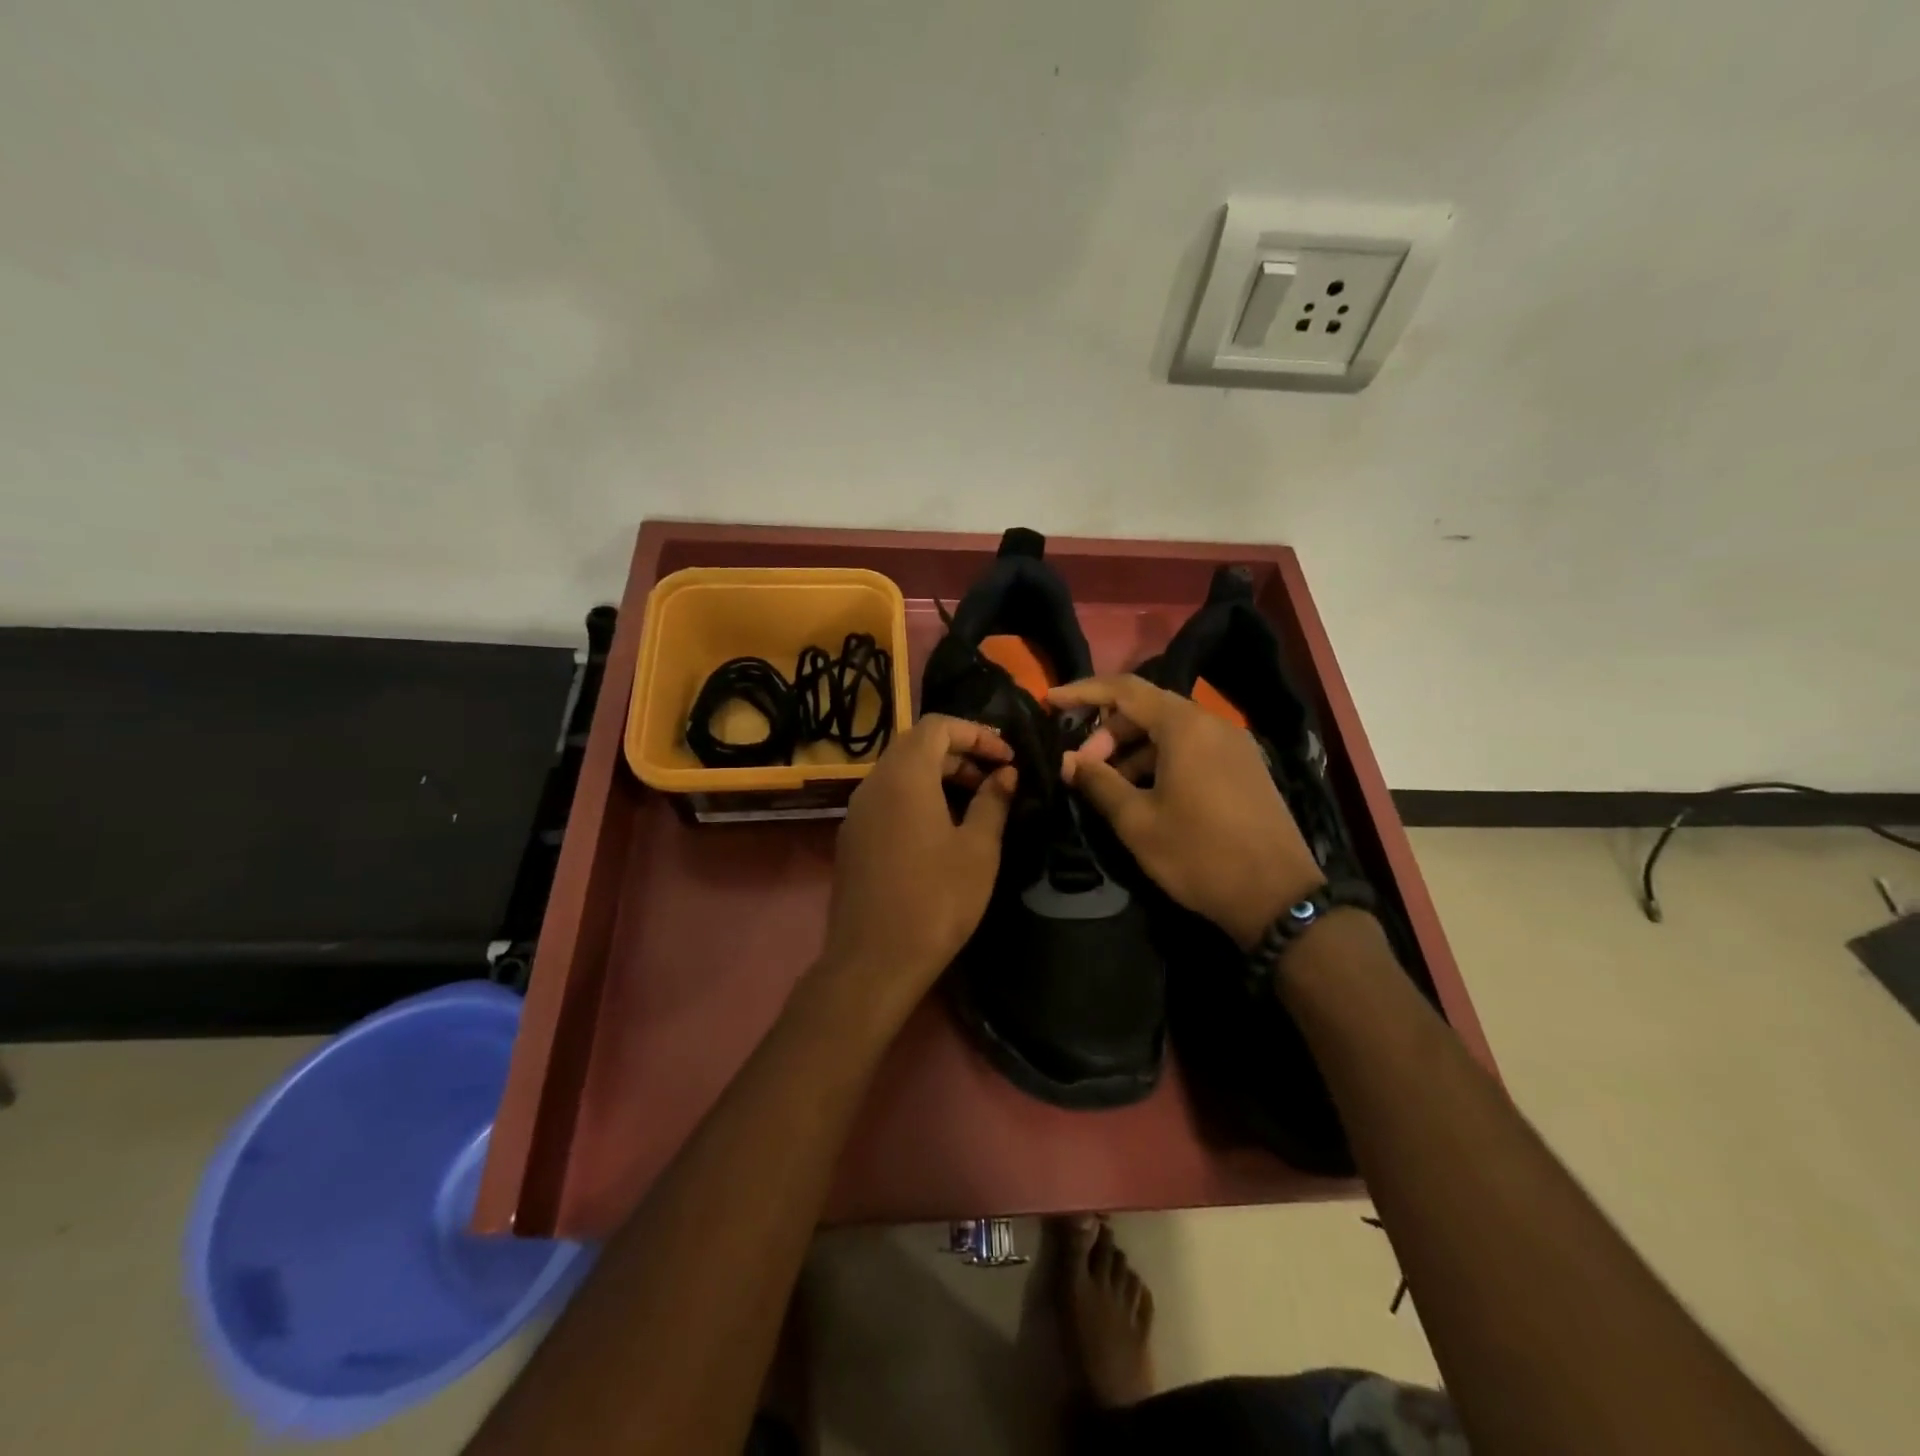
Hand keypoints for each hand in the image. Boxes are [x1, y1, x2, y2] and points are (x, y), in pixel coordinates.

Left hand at [823, 714, 1016, 1004]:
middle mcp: (874, 783)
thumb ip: (993, 802)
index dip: (976, 733)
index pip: (938, 726)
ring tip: (975, 803)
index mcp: (905, 776)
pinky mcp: (852, 838)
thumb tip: (1006, 774)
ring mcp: (857, 812)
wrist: (874, 960)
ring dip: (939, 776)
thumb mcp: (978, 849)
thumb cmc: (936, 900)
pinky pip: (887, 799)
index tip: (1007, 758)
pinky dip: (917, 797)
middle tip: (996, 778)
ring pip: (900, 773)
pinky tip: (942, 829)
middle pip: (917, 746)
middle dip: (960, 753)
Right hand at [1052, 674, 1322, 949]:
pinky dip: (1160, 760)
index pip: (1125, 690)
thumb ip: (1098, 782)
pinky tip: (1144, 793)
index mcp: (1185, 727)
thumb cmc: (1199, 854)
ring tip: (1108, 785)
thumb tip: (1068, 760)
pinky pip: (1192, 749)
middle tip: (1082, 766)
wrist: (1278, 897)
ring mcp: (1234, 746)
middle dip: (1108, 731)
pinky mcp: (1244, 768)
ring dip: (1133, 749)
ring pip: (1170, 731)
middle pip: (1148, 708)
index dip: (1083, 692)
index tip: (1051, 702)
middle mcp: (1212, 724)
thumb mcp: (1137, 822)